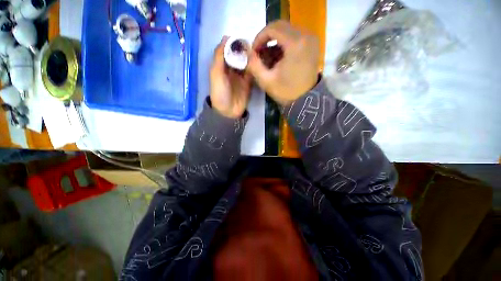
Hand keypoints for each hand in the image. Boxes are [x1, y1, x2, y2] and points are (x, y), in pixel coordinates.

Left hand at [210, 36, 251, 118]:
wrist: (228, 111)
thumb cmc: (220, 92)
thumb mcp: (216, 73)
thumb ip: (219, 56)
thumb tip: (226, 37)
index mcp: (222, 65)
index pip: (229, 50)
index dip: (235, 43)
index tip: (242, 40)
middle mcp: (232, 69)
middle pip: (239, 55)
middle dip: (245, 50)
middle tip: (253, 47)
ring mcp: (241, 76)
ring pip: (247, 63)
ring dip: (251, 57)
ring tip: (258, 52)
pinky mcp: (249, 83)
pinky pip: (252, 72)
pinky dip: (255, 67)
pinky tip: (260, 62)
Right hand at [248, 20, 319, 105]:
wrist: (306, 100)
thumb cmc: (286, 92)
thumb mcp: (266, 81)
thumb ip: (254, 65)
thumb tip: (247, 53)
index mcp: (295, 43)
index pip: (272, 28)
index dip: (259, 38)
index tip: (254, 51)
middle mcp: (306, 36)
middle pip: (280, 27)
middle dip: (266, 38)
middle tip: (259, 53)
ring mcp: (311, 39)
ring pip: (287, 31)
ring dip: (274, 42)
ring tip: (267, 58)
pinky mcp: (312, 44)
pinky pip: (294, 37)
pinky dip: (283, 44)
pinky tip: (277, 58)